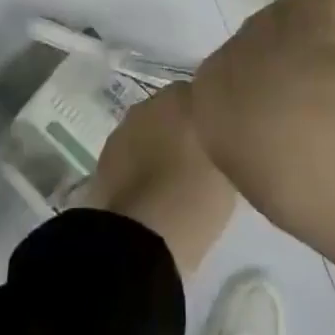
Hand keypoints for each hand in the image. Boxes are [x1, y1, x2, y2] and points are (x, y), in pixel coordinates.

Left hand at [77, 83, 236, 279]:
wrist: (141, 237)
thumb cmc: (195, 201)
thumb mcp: (229, 173)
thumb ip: (225, 145)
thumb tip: (224, 142)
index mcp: (184, 97)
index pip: (202, 97)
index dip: (209, 119)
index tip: (219, 140)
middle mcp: (151, 104)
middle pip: (172, 110)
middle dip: (182, 127)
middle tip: (198, 158)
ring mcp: (124, 128)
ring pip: (148, 129)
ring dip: (158, 143)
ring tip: (173, 176)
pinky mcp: (104, 155)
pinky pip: (130, 151)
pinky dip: (138, 162)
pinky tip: (149, 188)